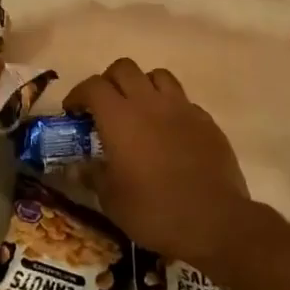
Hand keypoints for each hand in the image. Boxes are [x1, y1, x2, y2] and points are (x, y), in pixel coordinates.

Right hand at [64, 58, 250, 270]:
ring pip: (157, 75)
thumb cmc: (154, 210)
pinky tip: (169, 131)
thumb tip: (77, 167)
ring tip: (139, 109)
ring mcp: (181, 108)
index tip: (73, 112)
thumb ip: (93, 176)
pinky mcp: (206, 121)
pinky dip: (170, 107)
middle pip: (124, 68)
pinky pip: (182, 100)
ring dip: (142, 85)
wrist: (215, 221)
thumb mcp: (112, 200)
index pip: (93, 86)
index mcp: (119, 117)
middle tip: (104, 106)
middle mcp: (148, 102)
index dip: (78, 94)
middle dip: (109, 81)